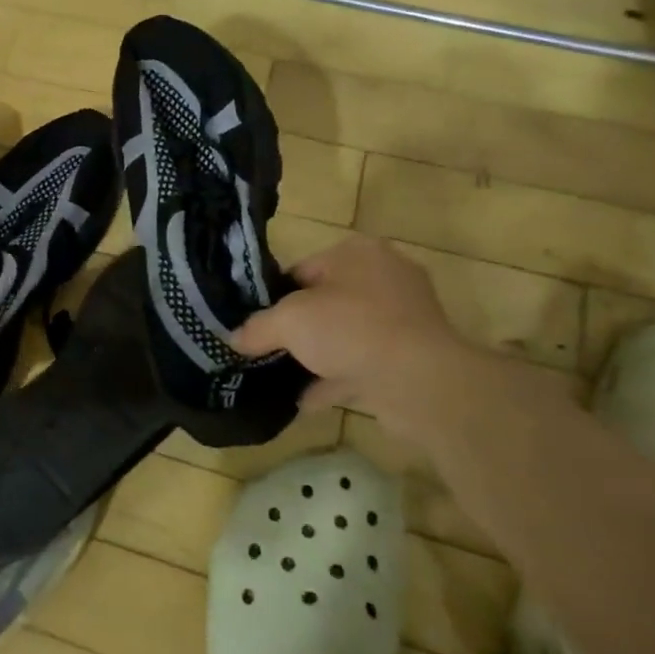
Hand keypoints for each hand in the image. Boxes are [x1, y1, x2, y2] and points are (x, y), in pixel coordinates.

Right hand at [233, 236, 472, 418]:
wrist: (420, 382)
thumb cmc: (350, 329)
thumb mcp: (289, 322)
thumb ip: (258, 328)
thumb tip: (234, 339)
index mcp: (357, 253)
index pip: (302, 269)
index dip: (275, 297)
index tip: (256, 323)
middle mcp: (384, 278)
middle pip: (325, 302)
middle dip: (298, 328)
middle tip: (268, 350)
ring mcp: (402, 319)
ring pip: (346, 335)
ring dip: (318, 356)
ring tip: (282, 377)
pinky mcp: (411, 357)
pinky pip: (363, 364)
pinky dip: (336, 380)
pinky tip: (307, 400)